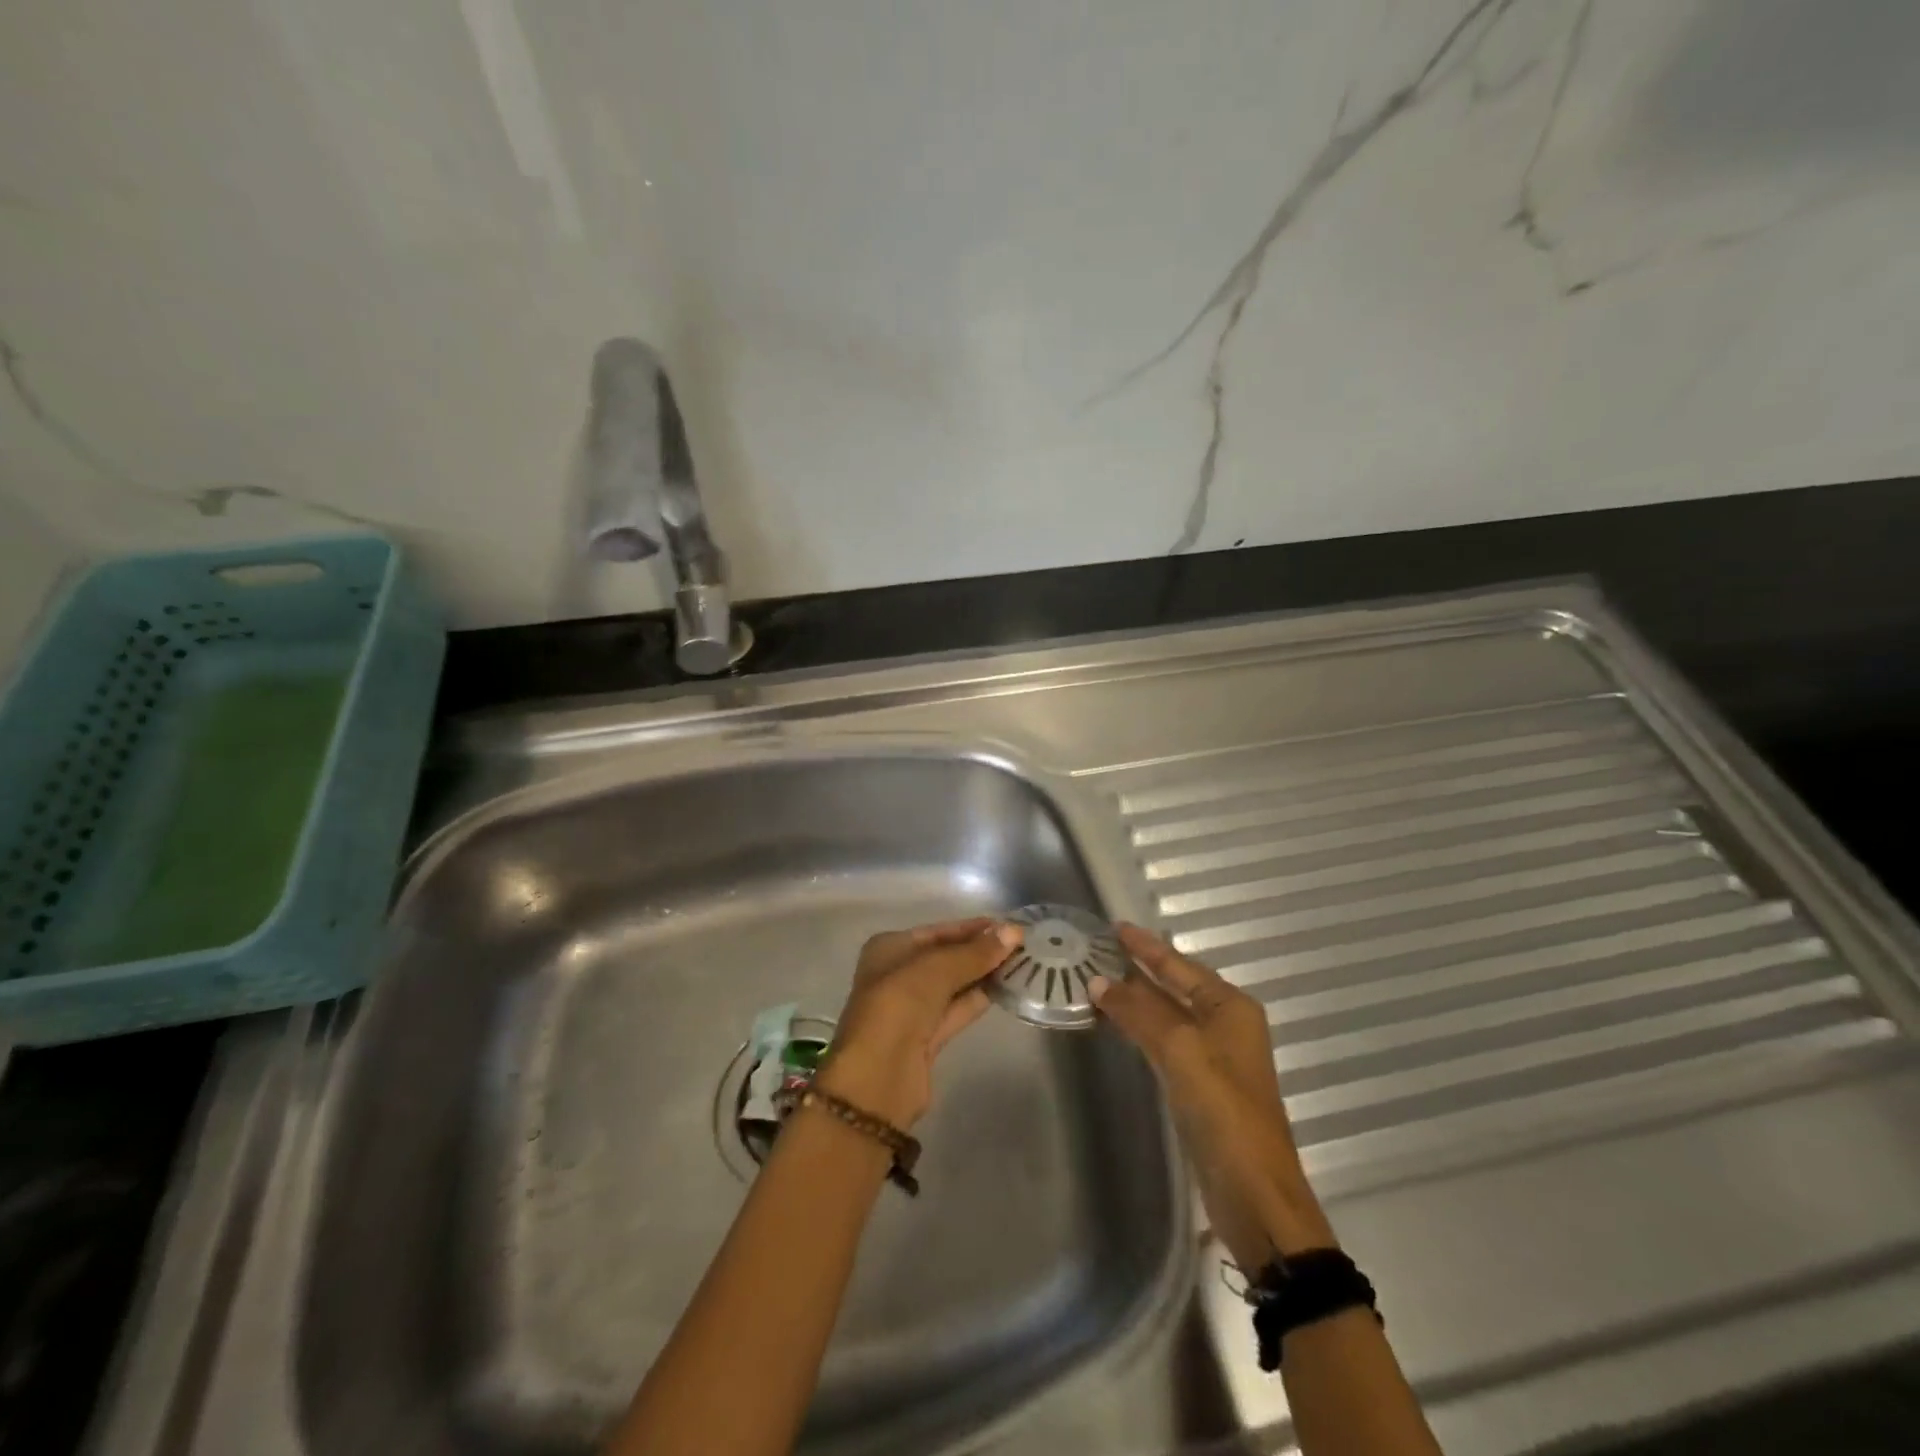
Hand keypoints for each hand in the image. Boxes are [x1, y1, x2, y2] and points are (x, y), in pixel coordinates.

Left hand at [817, 918, 1021, 1129]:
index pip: (938, 931)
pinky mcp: (926, 1038)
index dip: (973, 928)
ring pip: (954, 985)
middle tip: (1022, 946)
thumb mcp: (938, 969)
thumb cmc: (900, 1005)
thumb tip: (1014, 932)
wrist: (878, 1076)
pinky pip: (957, 1010)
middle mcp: (897, 974)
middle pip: (946, 957)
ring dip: (984, 975)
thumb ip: (976, 952)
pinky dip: (979, 999)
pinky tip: (1007, 989)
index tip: (1010, 927)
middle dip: (981, 951)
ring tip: (1023, 964)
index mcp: (890, 949)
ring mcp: (911, 1008)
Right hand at [1090, 923, 1335, 1264]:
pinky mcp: (1200, 1086)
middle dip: (1138, 969)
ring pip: (1167, 1014)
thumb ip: (1139, 1012)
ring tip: (1097, 980)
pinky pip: (1164, 1042)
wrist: (1255, 1195)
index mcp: (1231, 1007)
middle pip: (1174, 986)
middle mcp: (1225, 1025)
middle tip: (1097, 951)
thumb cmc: (1224, 1111)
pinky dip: (1140, 1028)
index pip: (1179, 965)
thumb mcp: (1181, 1051)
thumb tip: (1098, 981)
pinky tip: (1118, 1024)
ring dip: (1135, 999)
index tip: (1114, 927)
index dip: (1146, 946)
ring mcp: (1213, 1057)